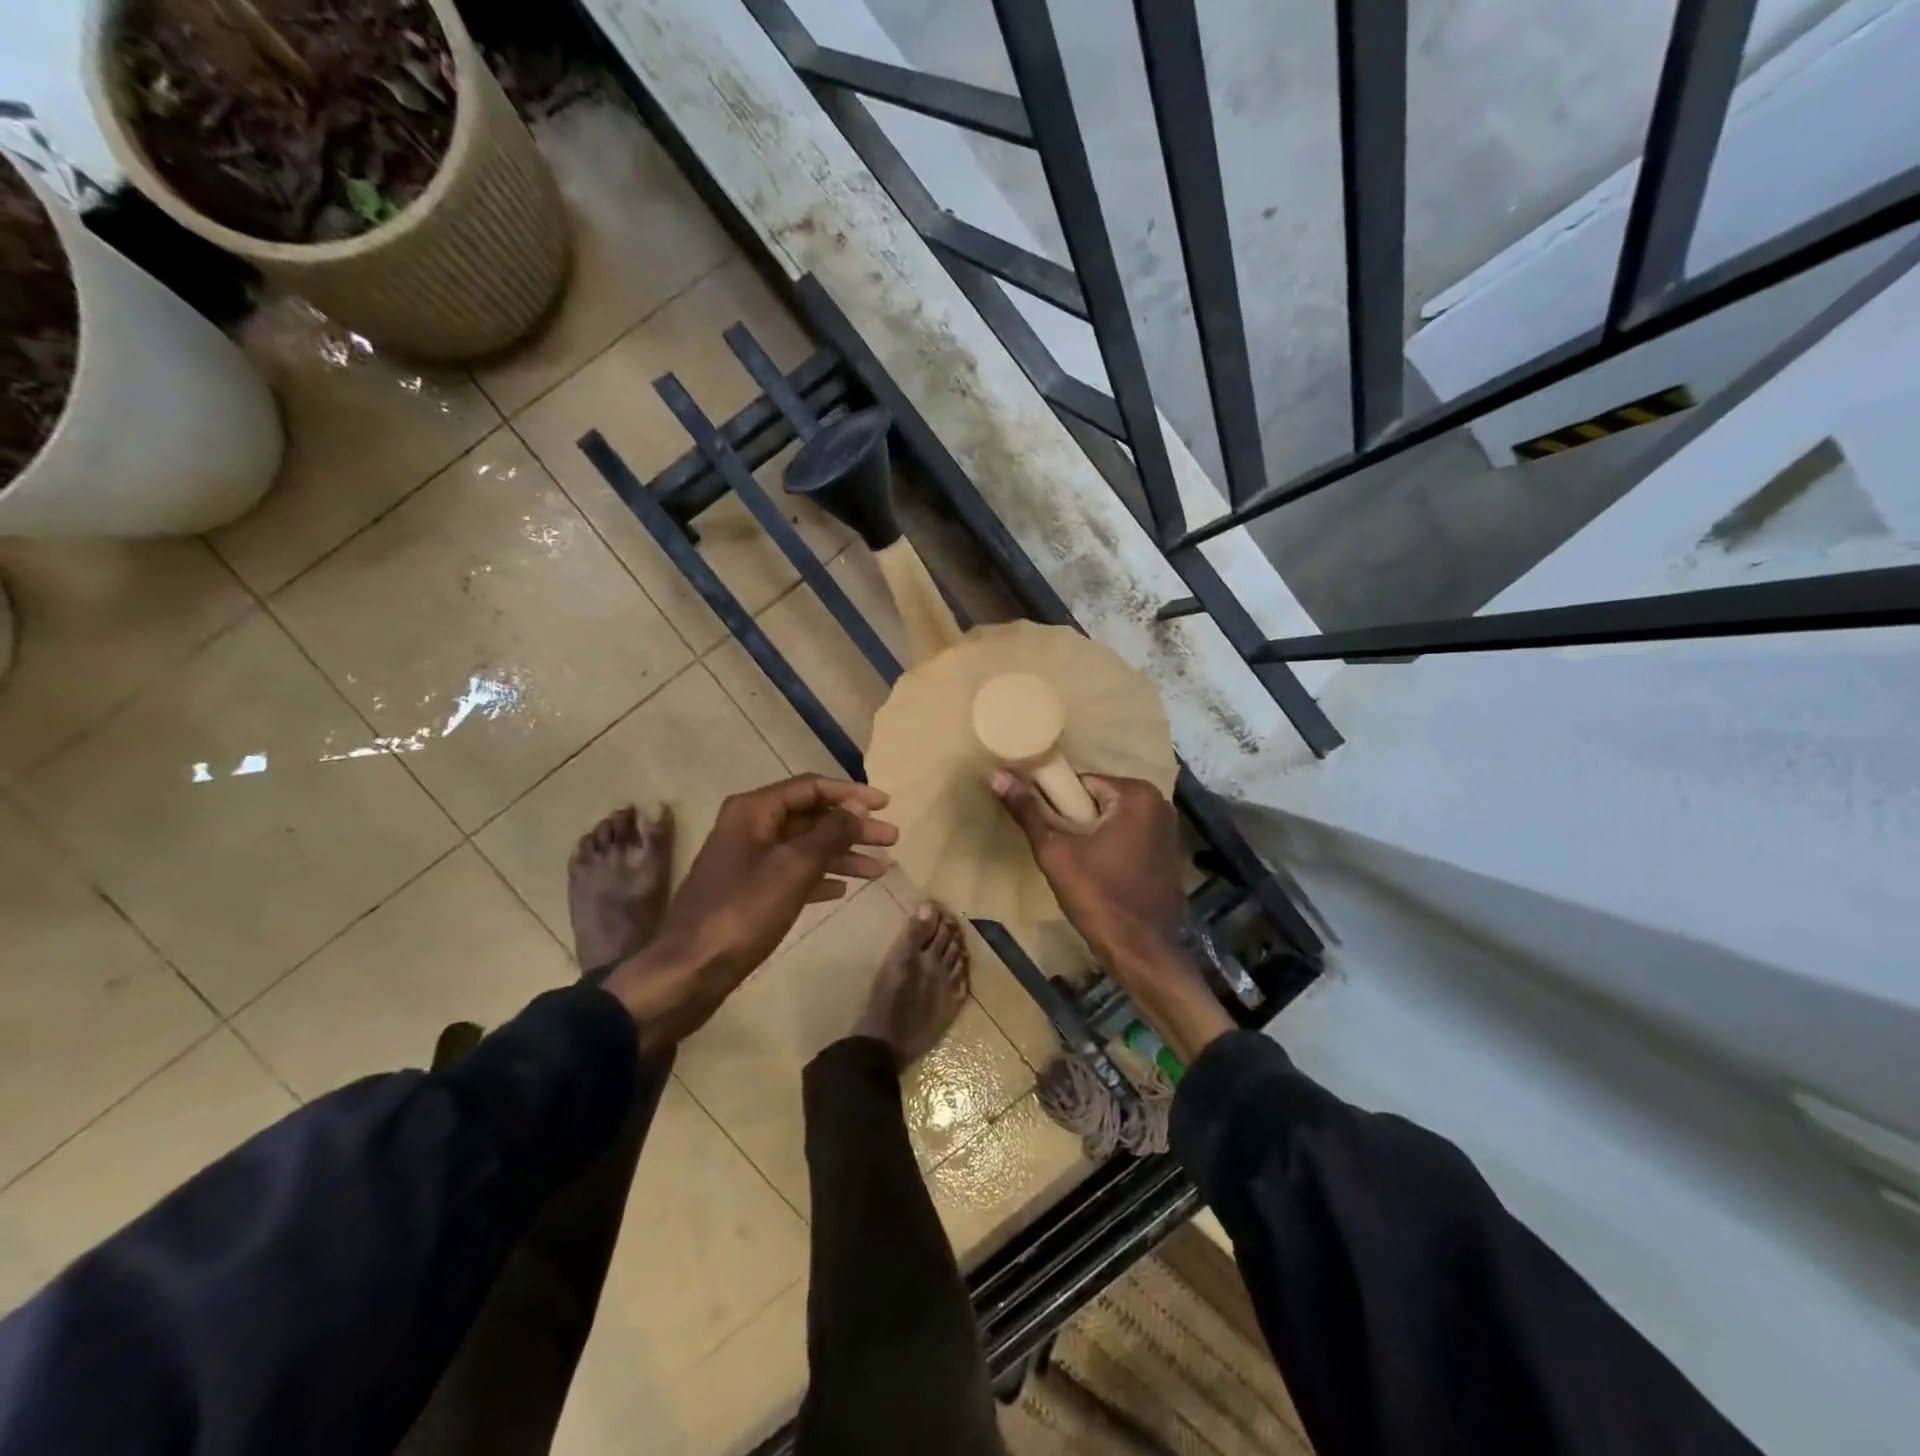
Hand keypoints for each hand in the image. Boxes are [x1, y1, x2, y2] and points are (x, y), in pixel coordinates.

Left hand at [604, 775, 895, 1047]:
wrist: (690, 970)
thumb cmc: (744, 911)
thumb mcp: (794, 867)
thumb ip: (830, 833)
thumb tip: (857, 807)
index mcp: (754, 810)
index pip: (811, 787)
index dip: (851, 793)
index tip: (886, 805)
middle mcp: (749, 827)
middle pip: (811, 817)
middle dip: (852, 827)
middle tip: (891, 839)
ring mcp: (748, 860)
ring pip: (805, 847)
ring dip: (842, 854)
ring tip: (880, 868)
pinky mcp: (749, 891)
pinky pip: (793, 873)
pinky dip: (820, 876)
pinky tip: (844, 888)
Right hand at [990, 772, 1184, 969]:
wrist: (1142, 952)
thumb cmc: (1098, 897)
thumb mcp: (1055, 852)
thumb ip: (1028, 811)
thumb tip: (998, 775)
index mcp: (1136, 794)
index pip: (1081, 783)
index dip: (1057, 804)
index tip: (1046, 829)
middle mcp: (1160, 804)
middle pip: (1099, 800)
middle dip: (1076, 819)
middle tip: (1058, 848)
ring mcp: (1170, 830)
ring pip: (1114, 820)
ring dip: (1094, 834)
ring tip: (1076, 862)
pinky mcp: (1170, 854)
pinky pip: (1131, 837)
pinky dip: (1114, 847)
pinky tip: (1100, 873)